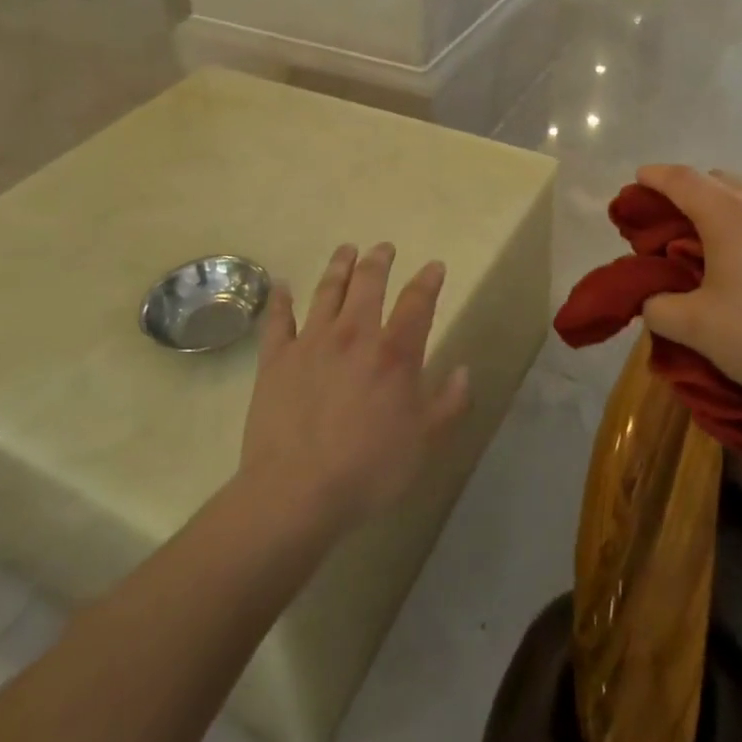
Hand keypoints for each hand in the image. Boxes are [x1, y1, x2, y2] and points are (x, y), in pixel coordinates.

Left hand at [238, 243, 470, 536]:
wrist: (295, 493)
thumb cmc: (368, 470)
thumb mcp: (423, 443)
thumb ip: (448, 403)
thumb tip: (465, 371)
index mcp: (394, 353)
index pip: (417, 301)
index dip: (428, 279)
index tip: (434, 266)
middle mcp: (354, 334)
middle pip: (368, 282)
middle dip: (379, 260)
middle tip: (384, 248)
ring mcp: (311, 342)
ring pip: (327, 291)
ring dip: (338, 266)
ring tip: (346, 249)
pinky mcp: (276, 359)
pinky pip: (278, 320)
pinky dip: (281, 300)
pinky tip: (282, 286)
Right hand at [636, 165, 741, 411]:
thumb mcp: (695, 329)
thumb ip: (658, 307)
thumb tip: (652, 299)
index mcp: (730, 216)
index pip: (683, 180)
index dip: (656, 176)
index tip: (641, 178)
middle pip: (721, 180)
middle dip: (693, 190)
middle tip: (678, 219)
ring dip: (733, 208)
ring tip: (725, 242)